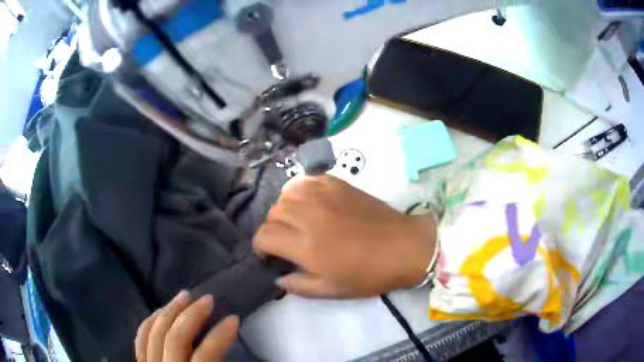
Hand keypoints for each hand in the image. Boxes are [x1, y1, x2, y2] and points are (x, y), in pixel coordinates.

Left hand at [135, 291, 238, 361]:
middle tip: (208, 299)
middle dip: (192, 315)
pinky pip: (140, 338)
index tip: (234, 319)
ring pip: (154, 333)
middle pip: (175, 338)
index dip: (220, 335)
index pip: (205, 355)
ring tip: (184, 297)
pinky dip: (150, 322)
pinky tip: (160, 312)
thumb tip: (223, 348)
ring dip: (169, 311)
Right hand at [253, 175, 435, 298]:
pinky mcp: (336, 183)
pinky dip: (301, 192)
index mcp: (303, 244)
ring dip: (285, 209)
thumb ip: (296, 285)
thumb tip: (277, 277)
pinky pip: (305, 181)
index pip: (263, 235)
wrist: (402, 246)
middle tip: (288, 242)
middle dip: (273, 230)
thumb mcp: (329, 290)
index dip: (260, 247)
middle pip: (272, 214)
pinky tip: (312, 204)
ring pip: (285, 194)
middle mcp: (307, 214)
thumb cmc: (367, 274)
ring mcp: (322, 194)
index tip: (270, 256)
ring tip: (298, 221)